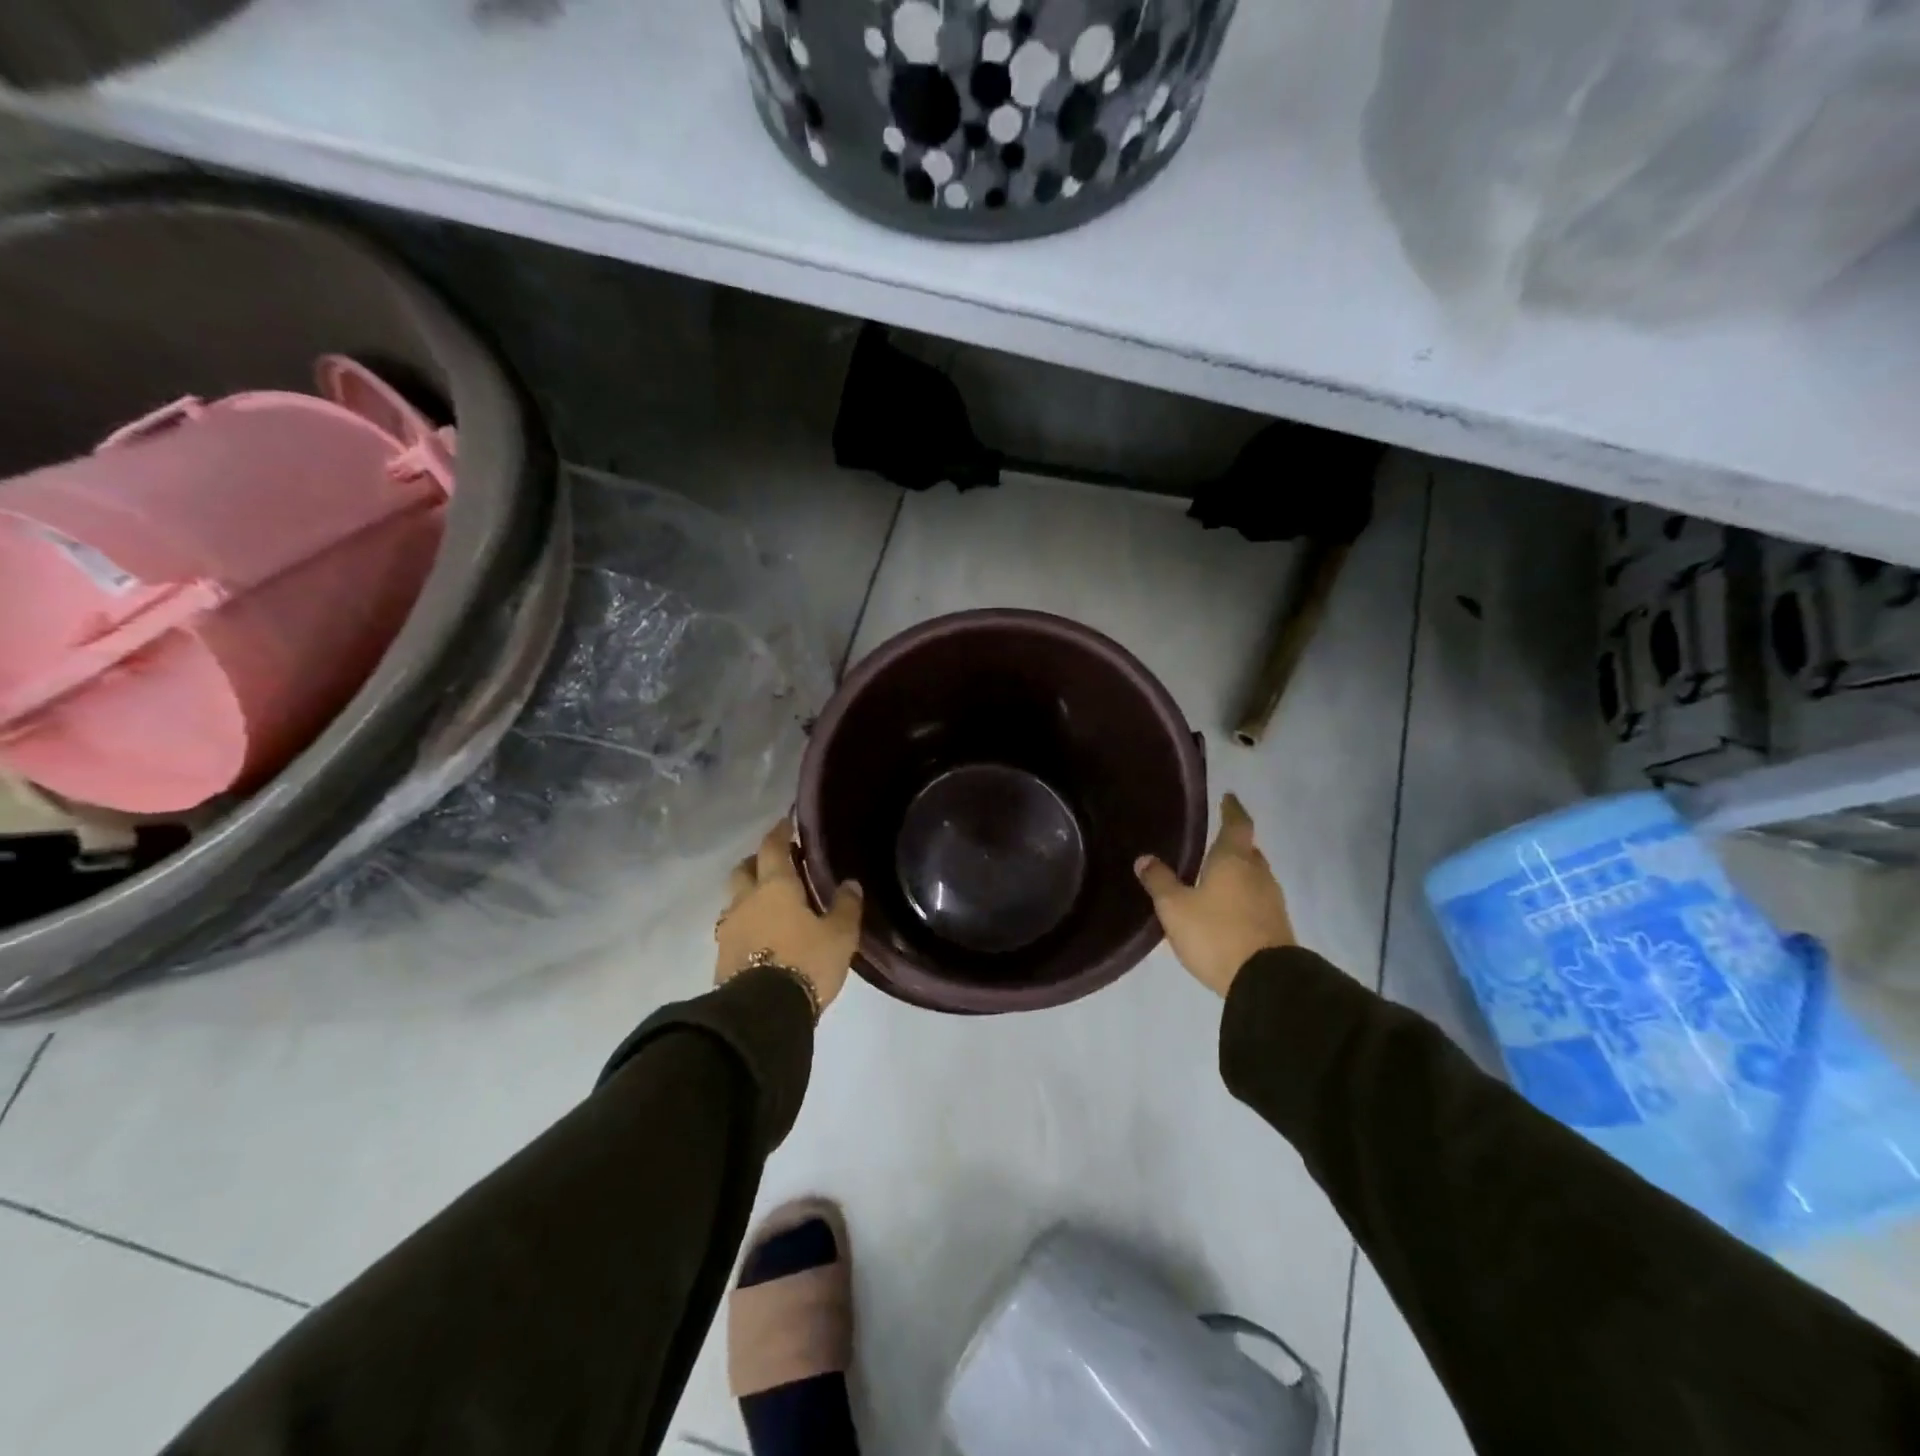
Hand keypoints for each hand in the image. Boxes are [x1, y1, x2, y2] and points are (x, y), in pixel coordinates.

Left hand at [716, 819, 862, 1016]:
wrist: (762, 1012)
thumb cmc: (805, 962)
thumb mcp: (839, 935)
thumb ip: (846, 907)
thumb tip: (850, 883)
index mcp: (775, 886)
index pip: (772, 847)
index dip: (779, 833)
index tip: (785, 823)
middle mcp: (747, 900)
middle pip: (744, 869)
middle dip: (758, 861)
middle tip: (777, 864)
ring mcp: (729, 928)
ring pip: (735, 899)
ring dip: (749, 895)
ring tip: (769, 904)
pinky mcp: (722, 956)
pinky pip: (733, 928)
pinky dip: (746, 923)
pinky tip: (760, 935)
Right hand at [1135, 793, 1294, 997]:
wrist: (1266, 981)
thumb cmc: (1216, 933)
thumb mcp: (1175, 908)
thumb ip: (1159, 881)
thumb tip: (1144, 858)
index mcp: (1234, 860)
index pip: (1237, 824)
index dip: (1231, 809)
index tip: (1228, 797)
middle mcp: (1257, 873)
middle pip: (1248, 850)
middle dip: (1233, 844)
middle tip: (1212, 842)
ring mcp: (1272, 900)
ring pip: (1254, 875)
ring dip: (1238, 872)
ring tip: (1215, 876)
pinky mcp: (1277, 925)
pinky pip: (1256, 899)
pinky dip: (1242, 895)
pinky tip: (1227, 907)